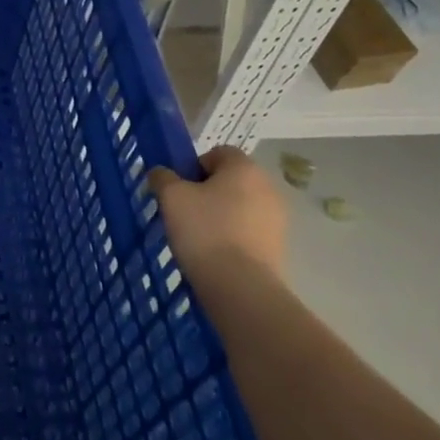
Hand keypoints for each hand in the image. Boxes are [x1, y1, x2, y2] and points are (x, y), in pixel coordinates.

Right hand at [148, 147, 287, 287]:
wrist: (240, 287)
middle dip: (208, 191)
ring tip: (198, 236)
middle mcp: (268, 187)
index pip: (218, 152)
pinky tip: (215, 253)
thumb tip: (161, 173)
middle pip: (231, 180)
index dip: (194, 166)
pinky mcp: (278, 246)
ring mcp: (277, 219)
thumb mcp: (171, 197)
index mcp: (244, 168)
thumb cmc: (204, 230)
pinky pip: (249, 231)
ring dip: (221, 214)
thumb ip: (163, 177)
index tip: (179, 188)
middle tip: (184, 211)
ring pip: (240, 206)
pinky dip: (233, 236)